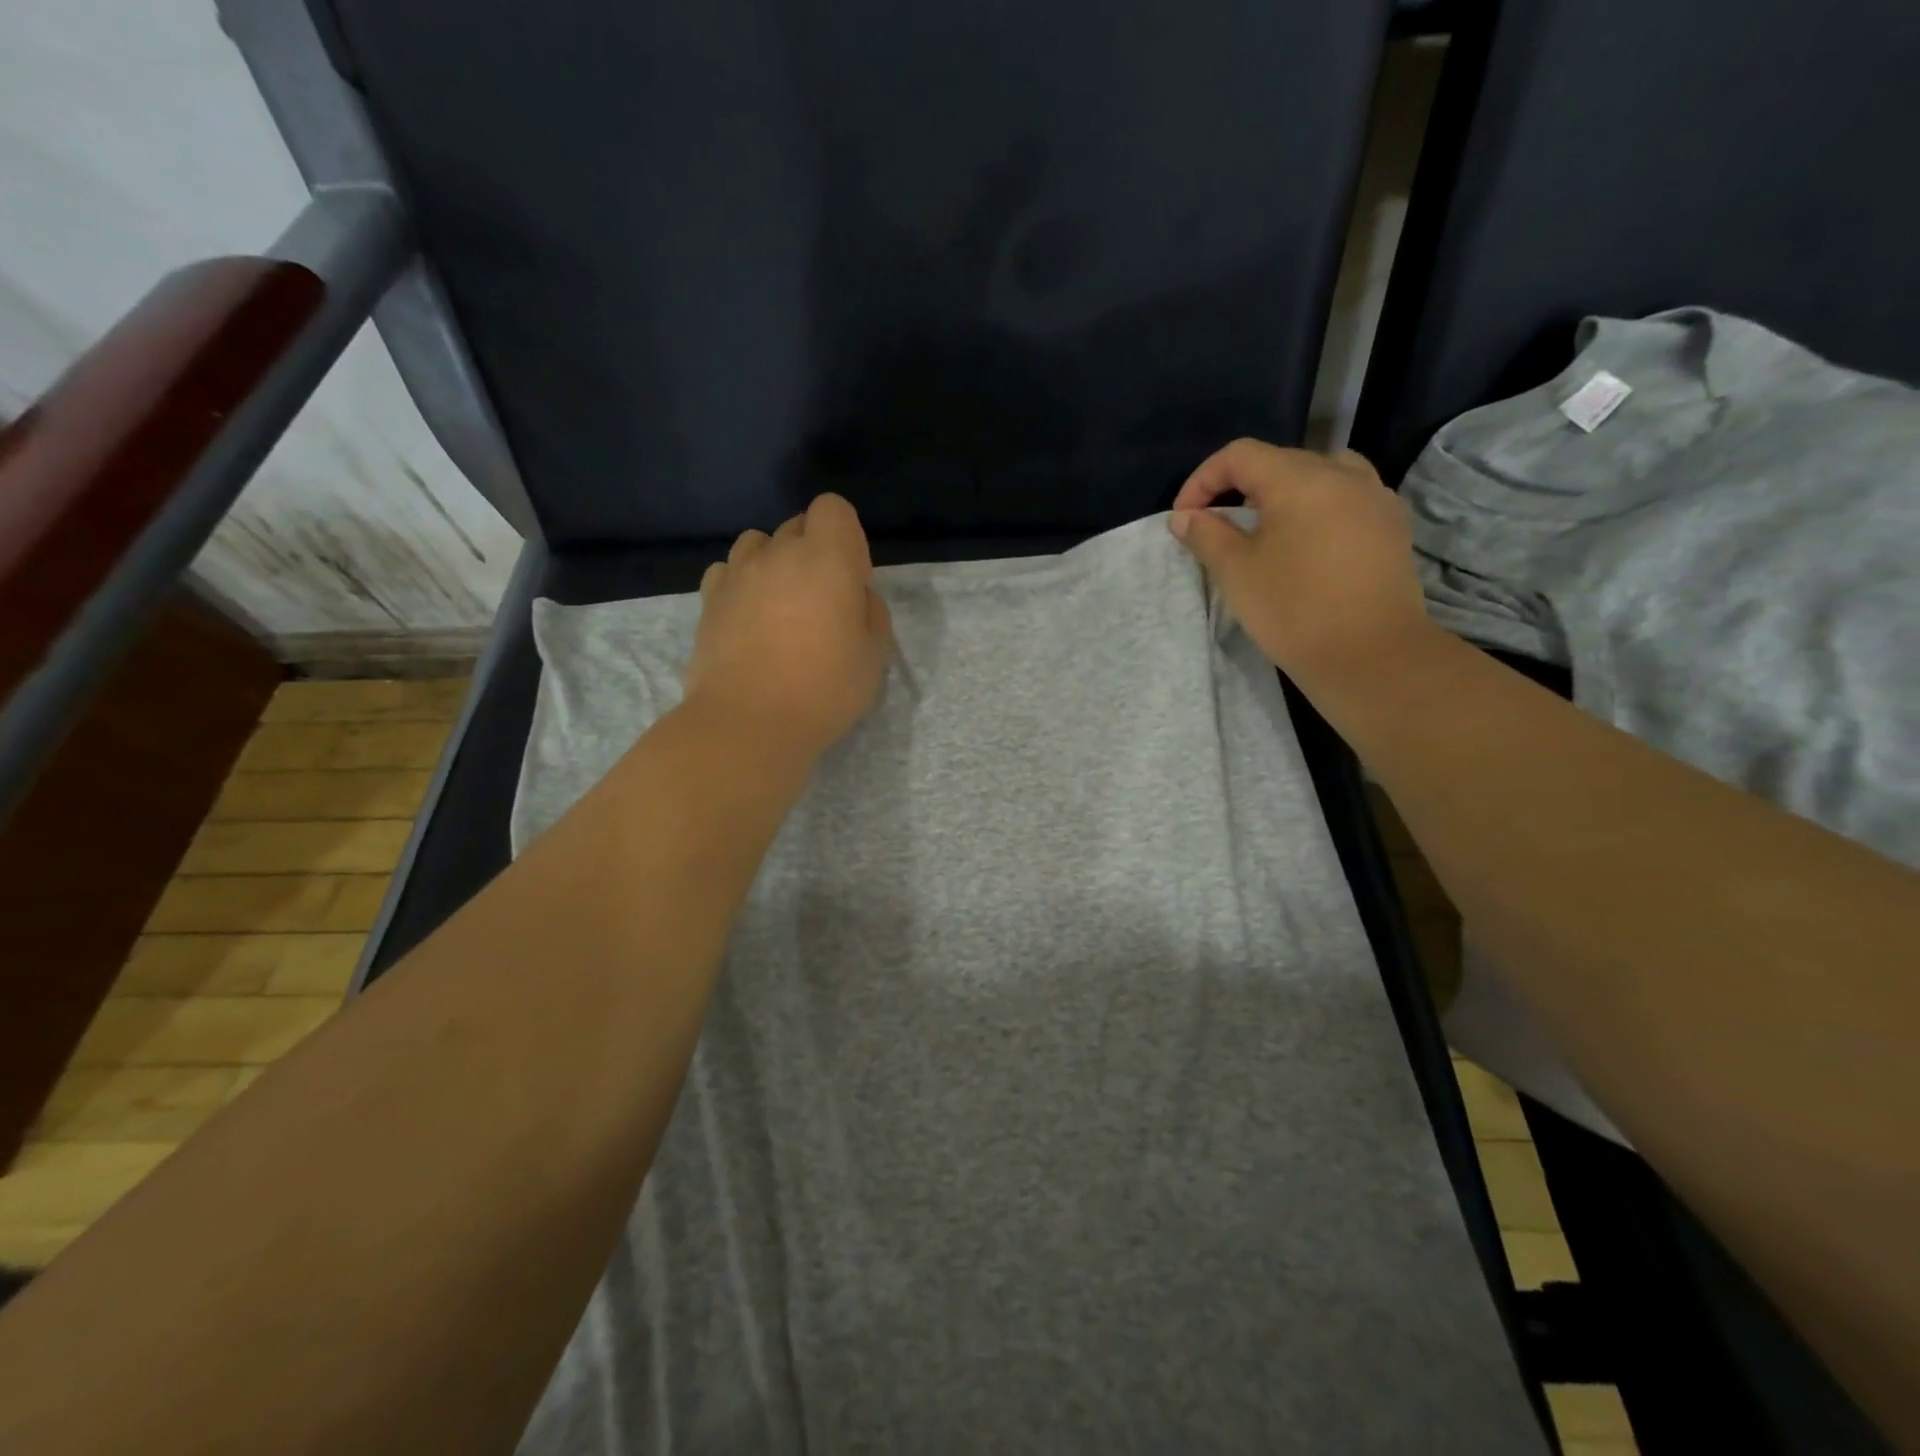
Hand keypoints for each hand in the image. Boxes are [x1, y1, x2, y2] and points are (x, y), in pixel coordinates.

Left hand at [684, 494, 893, 760]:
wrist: (749, 723)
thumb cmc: (824, 690)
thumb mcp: (873, 655)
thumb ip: (871, 611)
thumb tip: (854, 594)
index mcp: (826, 558)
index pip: (833, 508)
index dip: (846, 537)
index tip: (851, 579)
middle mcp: (778, 553)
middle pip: (797, 524)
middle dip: (814, 551)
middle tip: (821, 602)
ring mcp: (737, 574)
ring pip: (758, 543)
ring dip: (774, 562)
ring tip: (780, 605)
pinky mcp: (708, 599)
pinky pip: (727, 571)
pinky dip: (741, 583)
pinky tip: (748, 617)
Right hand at [1168, 439, 1434, 691]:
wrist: (1369, 656)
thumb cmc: (1294, 610)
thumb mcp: (1236, 572)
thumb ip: (1206, 535)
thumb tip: (1184, 516)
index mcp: (1300, 479)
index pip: (1240, 455)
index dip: (1203, 480)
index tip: (1185, 518)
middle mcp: (1343, 474)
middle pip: (1281, 461)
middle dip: (1240, 487)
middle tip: (1218, 525)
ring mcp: (1375, 498)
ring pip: (1319, 475)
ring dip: (1283, 493)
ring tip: (1265, 528)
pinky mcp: (1392, 526)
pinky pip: (1347, 498)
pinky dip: (1317, 508)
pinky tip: (1307, 543)